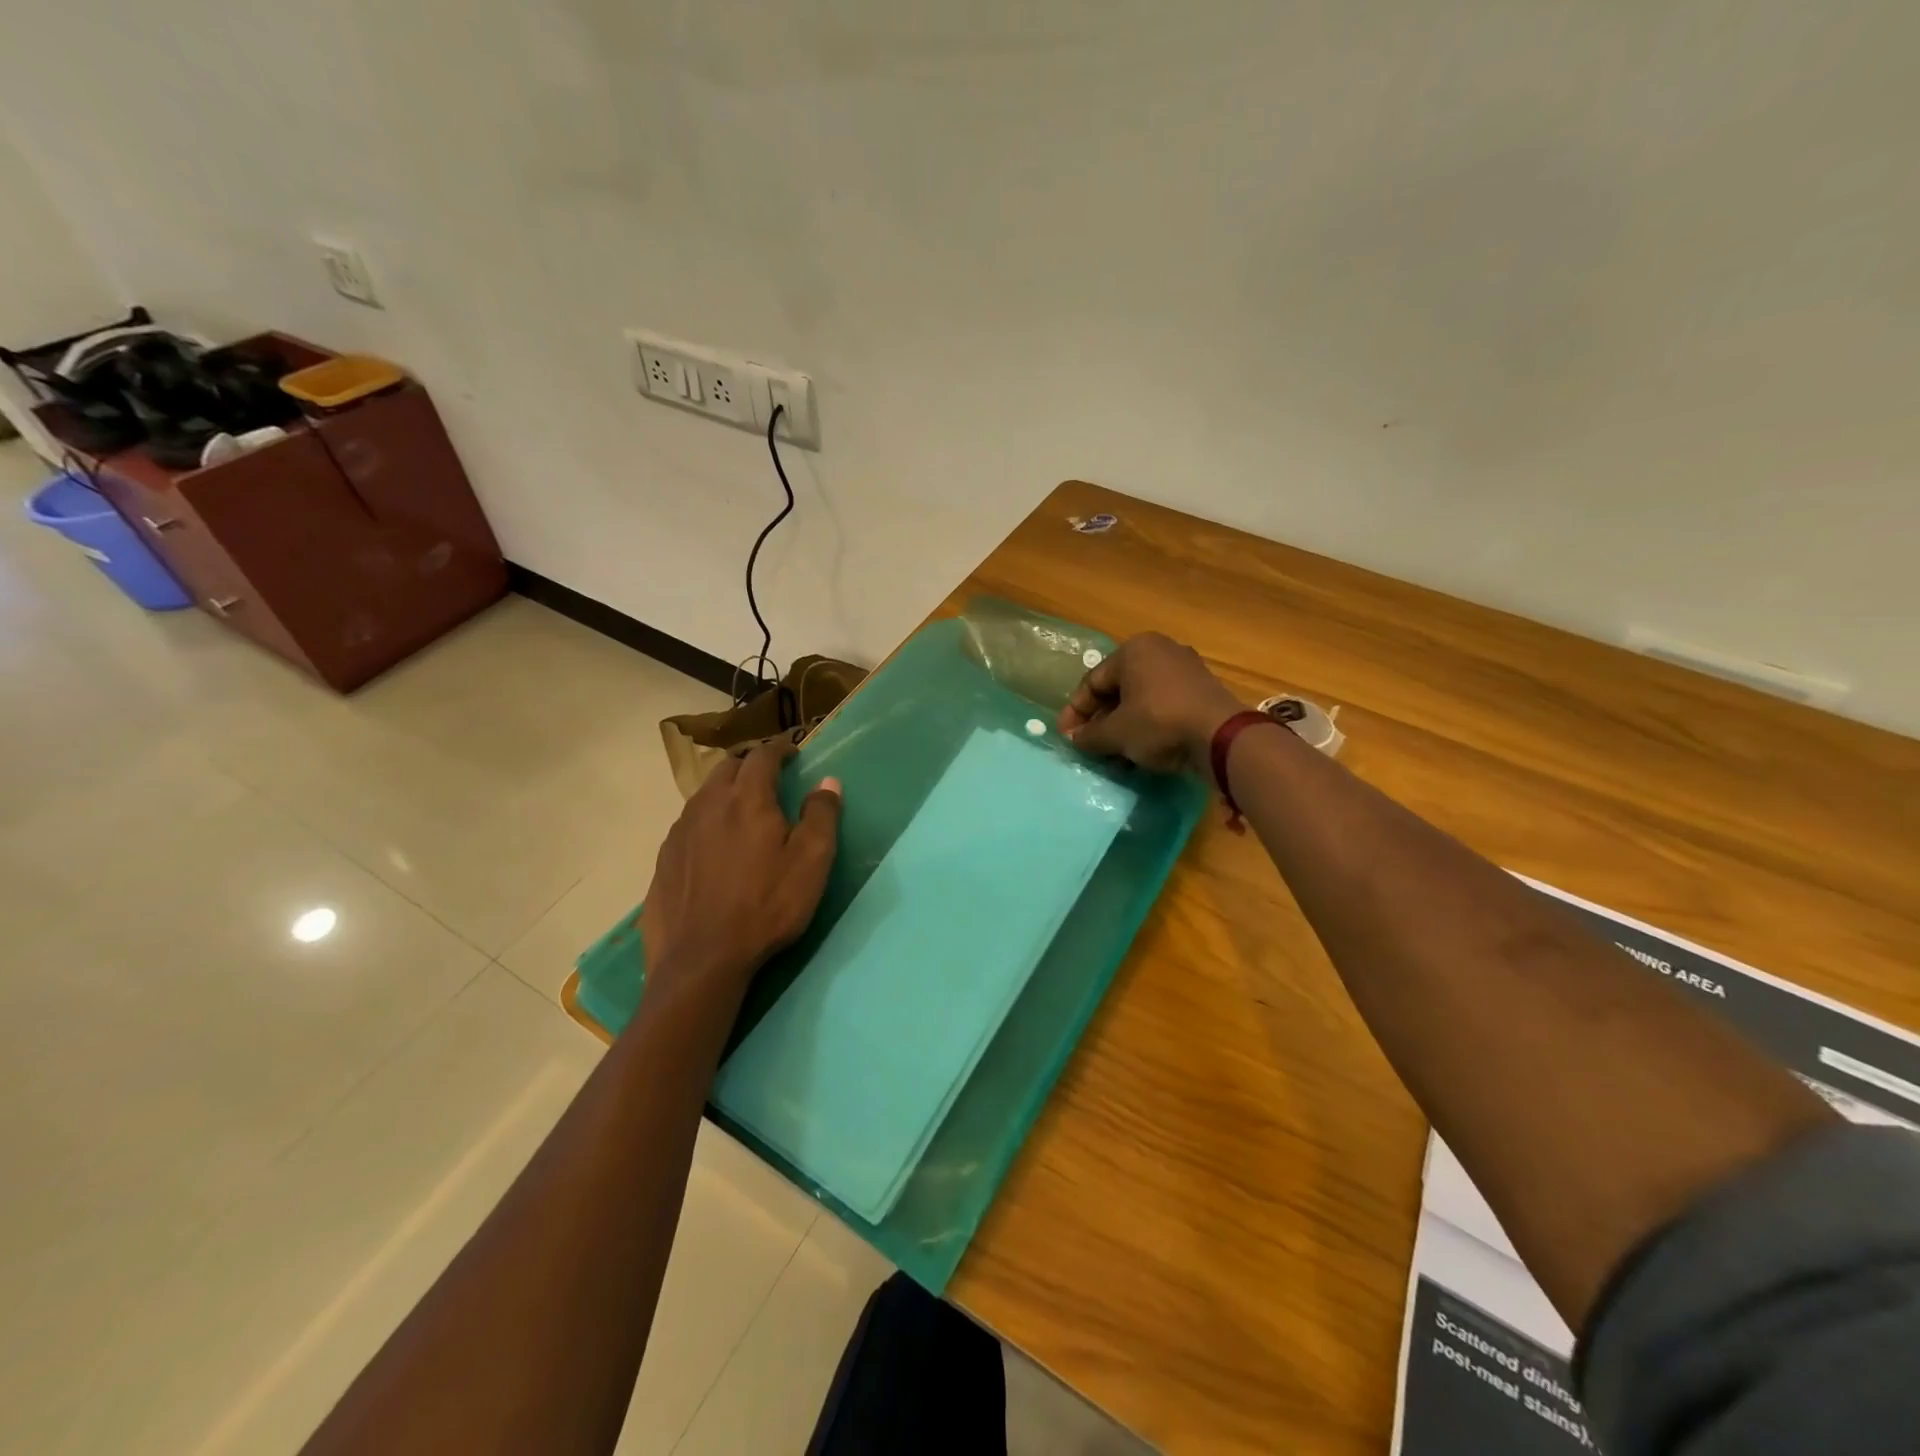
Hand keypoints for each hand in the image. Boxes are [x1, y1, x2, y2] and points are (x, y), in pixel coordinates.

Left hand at [641, 739, 842, 1005]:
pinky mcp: (664, 859)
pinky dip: (706, 820)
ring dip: (725, 791)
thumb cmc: (767, 906)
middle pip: (727, 768)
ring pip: (704, 795)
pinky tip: (713, 845)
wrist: (701, 960)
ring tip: (741, 807)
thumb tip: (828, 781)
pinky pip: (688, 825)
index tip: (792, 749)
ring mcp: (680, 832)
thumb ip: (822, 815)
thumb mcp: (811, 862)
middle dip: (750, 764)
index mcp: (747, 799)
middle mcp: (708, 804)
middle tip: (768, 775)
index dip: (780, 748)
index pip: (762, 756)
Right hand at [1058, 633, 1245, 772]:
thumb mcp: (1116, 733)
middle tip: (1088, 745)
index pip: (1093, 682)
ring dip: (1123, 727)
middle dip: (1100, 720)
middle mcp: (1160, 651)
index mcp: (1134, 650)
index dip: (1075, 711)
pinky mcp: (1202, 692)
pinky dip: (1147, 726)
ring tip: (1112, 755)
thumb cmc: (1159, 722)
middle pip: (1117, 689)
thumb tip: (1075, 740)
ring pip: (1140, 700)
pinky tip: (1139, 752)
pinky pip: (1163, 707)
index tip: (1066, 737)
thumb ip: (1089, 735)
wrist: (1221, 737)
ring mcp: (1185, 670)